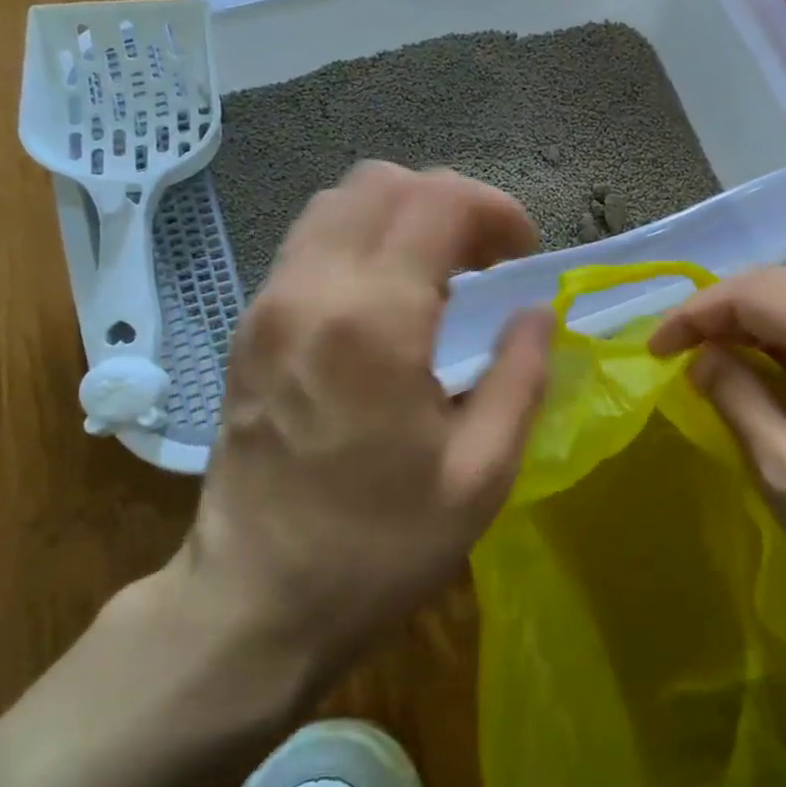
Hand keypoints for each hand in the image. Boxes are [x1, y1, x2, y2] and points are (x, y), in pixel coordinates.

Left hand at [166, 162, 553, 693]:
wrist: (253, 604)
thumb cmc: (378, 547)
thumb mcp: (481, 474)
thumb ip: (521, 376)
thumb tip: (536, 312)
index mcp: (373, 320)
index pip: (438, 201)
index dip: (495, 210)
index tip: (523, 257)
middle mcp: (310, 289)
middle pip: (383, 182)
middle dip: (450, 203)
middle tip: (486, 262)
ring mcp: (268, 303)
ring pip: (339, 202)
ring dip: (403, 216)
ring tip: (441, 275)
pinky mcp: (249, 325)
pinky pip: (311, 242)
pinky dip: (363, 241)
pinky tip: (390, 299)